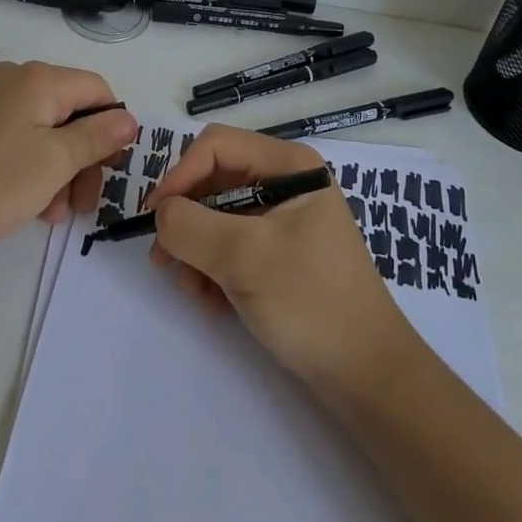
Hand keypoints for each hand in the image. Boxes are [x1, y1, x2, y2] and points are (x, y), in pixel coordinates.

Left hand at [0, 62, 137, 265]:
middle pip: (71, 111)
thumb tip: (128, 117)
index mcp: (39, 79)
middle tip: (82, 204)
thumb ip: (97, 137)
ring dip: (59, 170)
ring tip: (52, 213)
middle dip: (85, 157)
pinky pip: (16, 140)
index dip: (112, 129)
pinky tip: (28, 205)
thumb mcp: (55, 162)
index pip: (98, 90)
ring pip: (44, 131)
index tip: (109, 172)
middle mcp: (14, 80)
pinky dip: (31, 168)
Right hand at [147, 125, 419, 391]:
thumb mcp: (243, 257)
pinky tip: (214, 303)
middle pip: (214, 180)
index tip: (155, 220)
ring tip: (196, 293)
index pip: (216, 147)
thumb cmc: (309, 301)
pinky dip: (214, 269)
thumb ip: (190, 226)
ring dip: (197, 252)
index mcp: (288, 165)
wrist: (367, 375)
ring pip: (217, 216)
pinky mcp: (281, 252)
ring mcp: (284, 218)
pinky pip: (232, 244)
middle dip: (187, 221)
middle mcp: (286, 182)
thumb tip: (161, 213)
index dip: (180, 177)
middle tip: (164, 262)